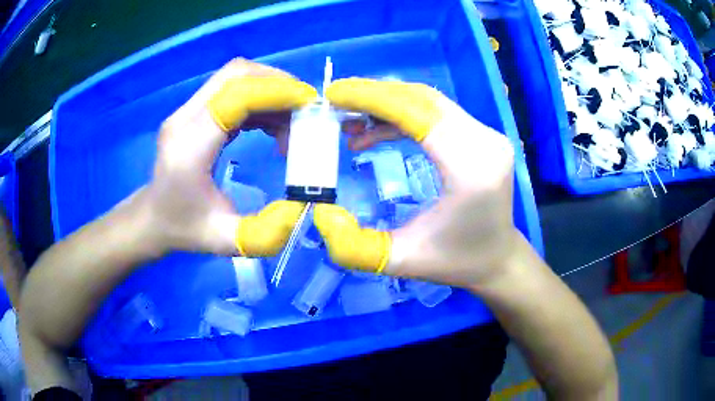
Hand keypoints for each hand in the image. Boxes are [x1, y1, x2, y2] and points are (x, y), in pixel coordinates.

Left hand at [143, 59, 316, 255]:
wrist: (153, 218)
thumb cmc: (184, 229)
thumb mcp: (226, 240)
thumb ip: (266, 231)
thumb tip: (304, 206)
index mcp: (190, 145)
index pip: (235, 95)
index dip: (276, 92)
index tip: (310, 106)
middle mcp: (185, 118)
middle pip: (236, 74)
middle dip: (278, 83)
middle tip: (305, 110)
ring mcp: (187, 111)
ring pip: (235, 77)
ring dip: (270, 91)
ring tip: (292, 125)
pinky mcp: (195, 112)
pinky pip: (232, 90)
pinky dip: (259, 100)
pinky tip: (272, 126)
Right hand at [315, 78, 518, 288]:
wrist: (497, 258)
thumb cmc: (455, 261)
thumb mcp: (400, 261)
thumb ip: (354, 246)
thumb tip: (322, 213)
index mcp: (470, 170)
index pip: (417, 113)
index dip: (372, 98)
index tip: (334, 94)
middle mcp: (485, 143)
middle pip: (423, 99)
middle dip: (375, 97)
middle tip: (336, 105)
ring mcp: (488, 136)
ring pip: (429, 102)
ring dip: (387, 105)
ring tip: (352, 124)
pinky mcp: (483, 136)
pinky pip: (437, 114)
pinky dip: (403, 116)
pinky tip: (377, 133)